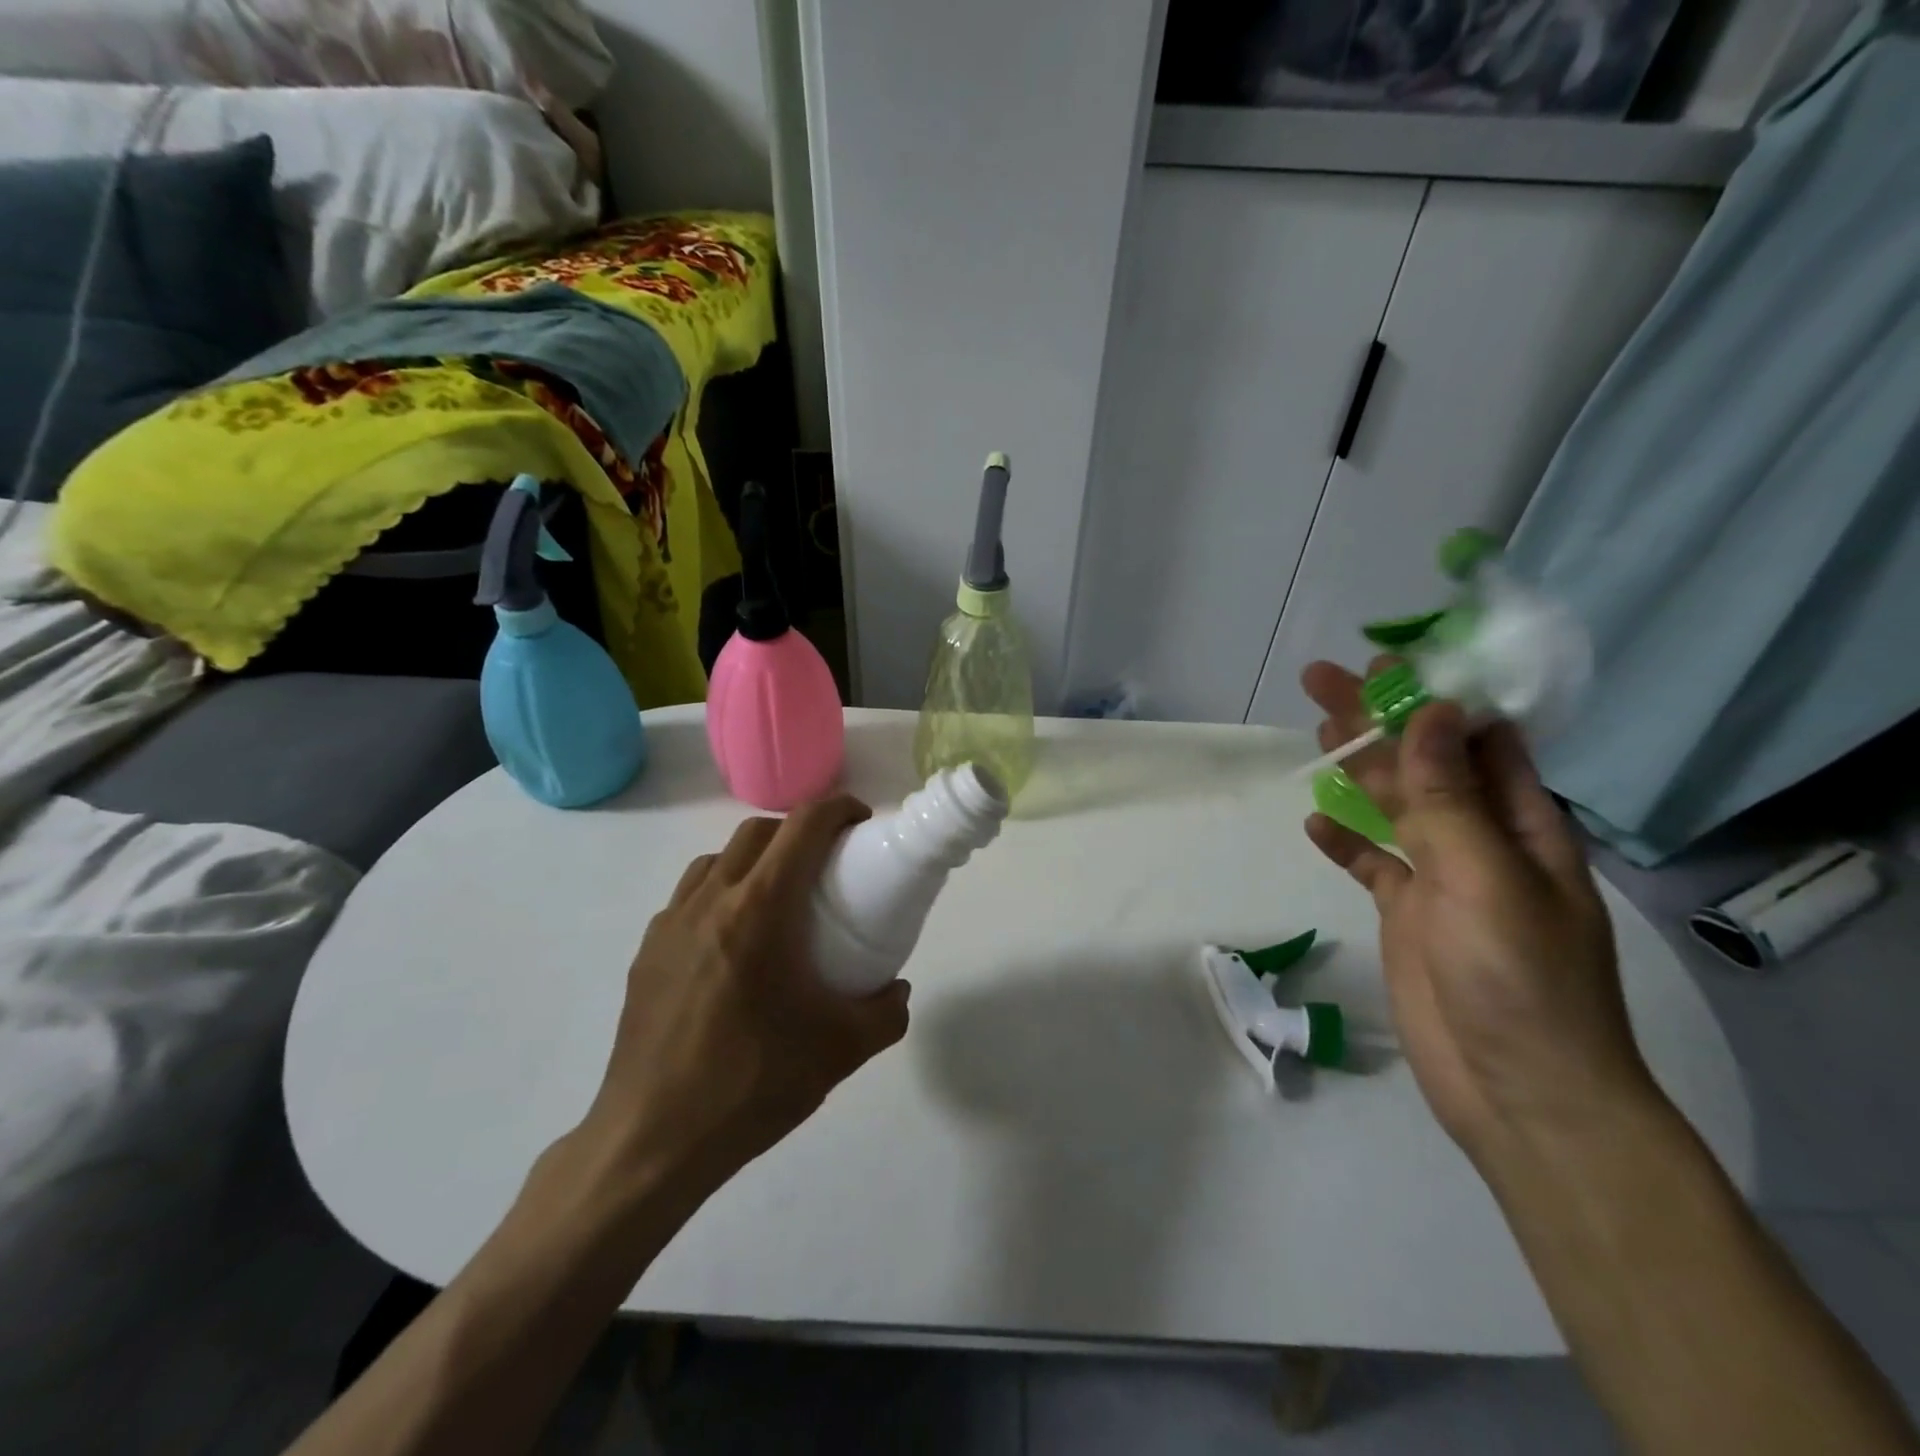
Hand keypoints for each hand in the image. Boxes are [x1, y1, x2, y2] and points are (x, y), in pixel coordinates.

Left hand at [571, 796, 910, 1199]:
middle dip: (797, 831)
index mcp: (760, 908)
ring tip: (778, 900)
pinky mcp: (647, 953)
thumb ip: (886, 1012)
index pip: (803, 827)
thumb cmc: (753, 1083)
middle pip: (757, 832)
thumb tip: (897, 990)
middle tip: (826, 863)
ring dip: (754, 860)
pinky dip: (720, 895)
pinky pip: (689, 898)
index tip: (861, 823)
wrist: (653, 1141)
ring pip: (717, 861)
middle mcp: (710, 900)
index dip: (837, 809)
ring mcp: (670, 924)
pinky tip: (733, 945)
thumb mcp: (841, 1050)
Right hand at [1301, 660, 1654, 1161]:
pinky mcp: (1407, 914)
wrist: (1520, 1093)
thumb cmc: (1520, 980)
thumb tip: (1431, 712)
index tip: (1389, 662)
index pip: (1481, 739)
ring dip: (1357, 768)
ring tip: (1317, 729)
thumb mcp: (1486, 878)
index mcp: (1523, 825)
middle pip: (1424, 764)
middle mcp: (1483, 841)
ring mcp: (1442, 879)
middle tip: (1321, 679)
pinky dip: (1345, 841)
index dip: (1438, 695)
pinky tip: (1315, 824)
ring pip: (1394, 806)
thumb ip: (1450, 798)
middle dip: (1379, 720)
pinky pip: (1372, 864)